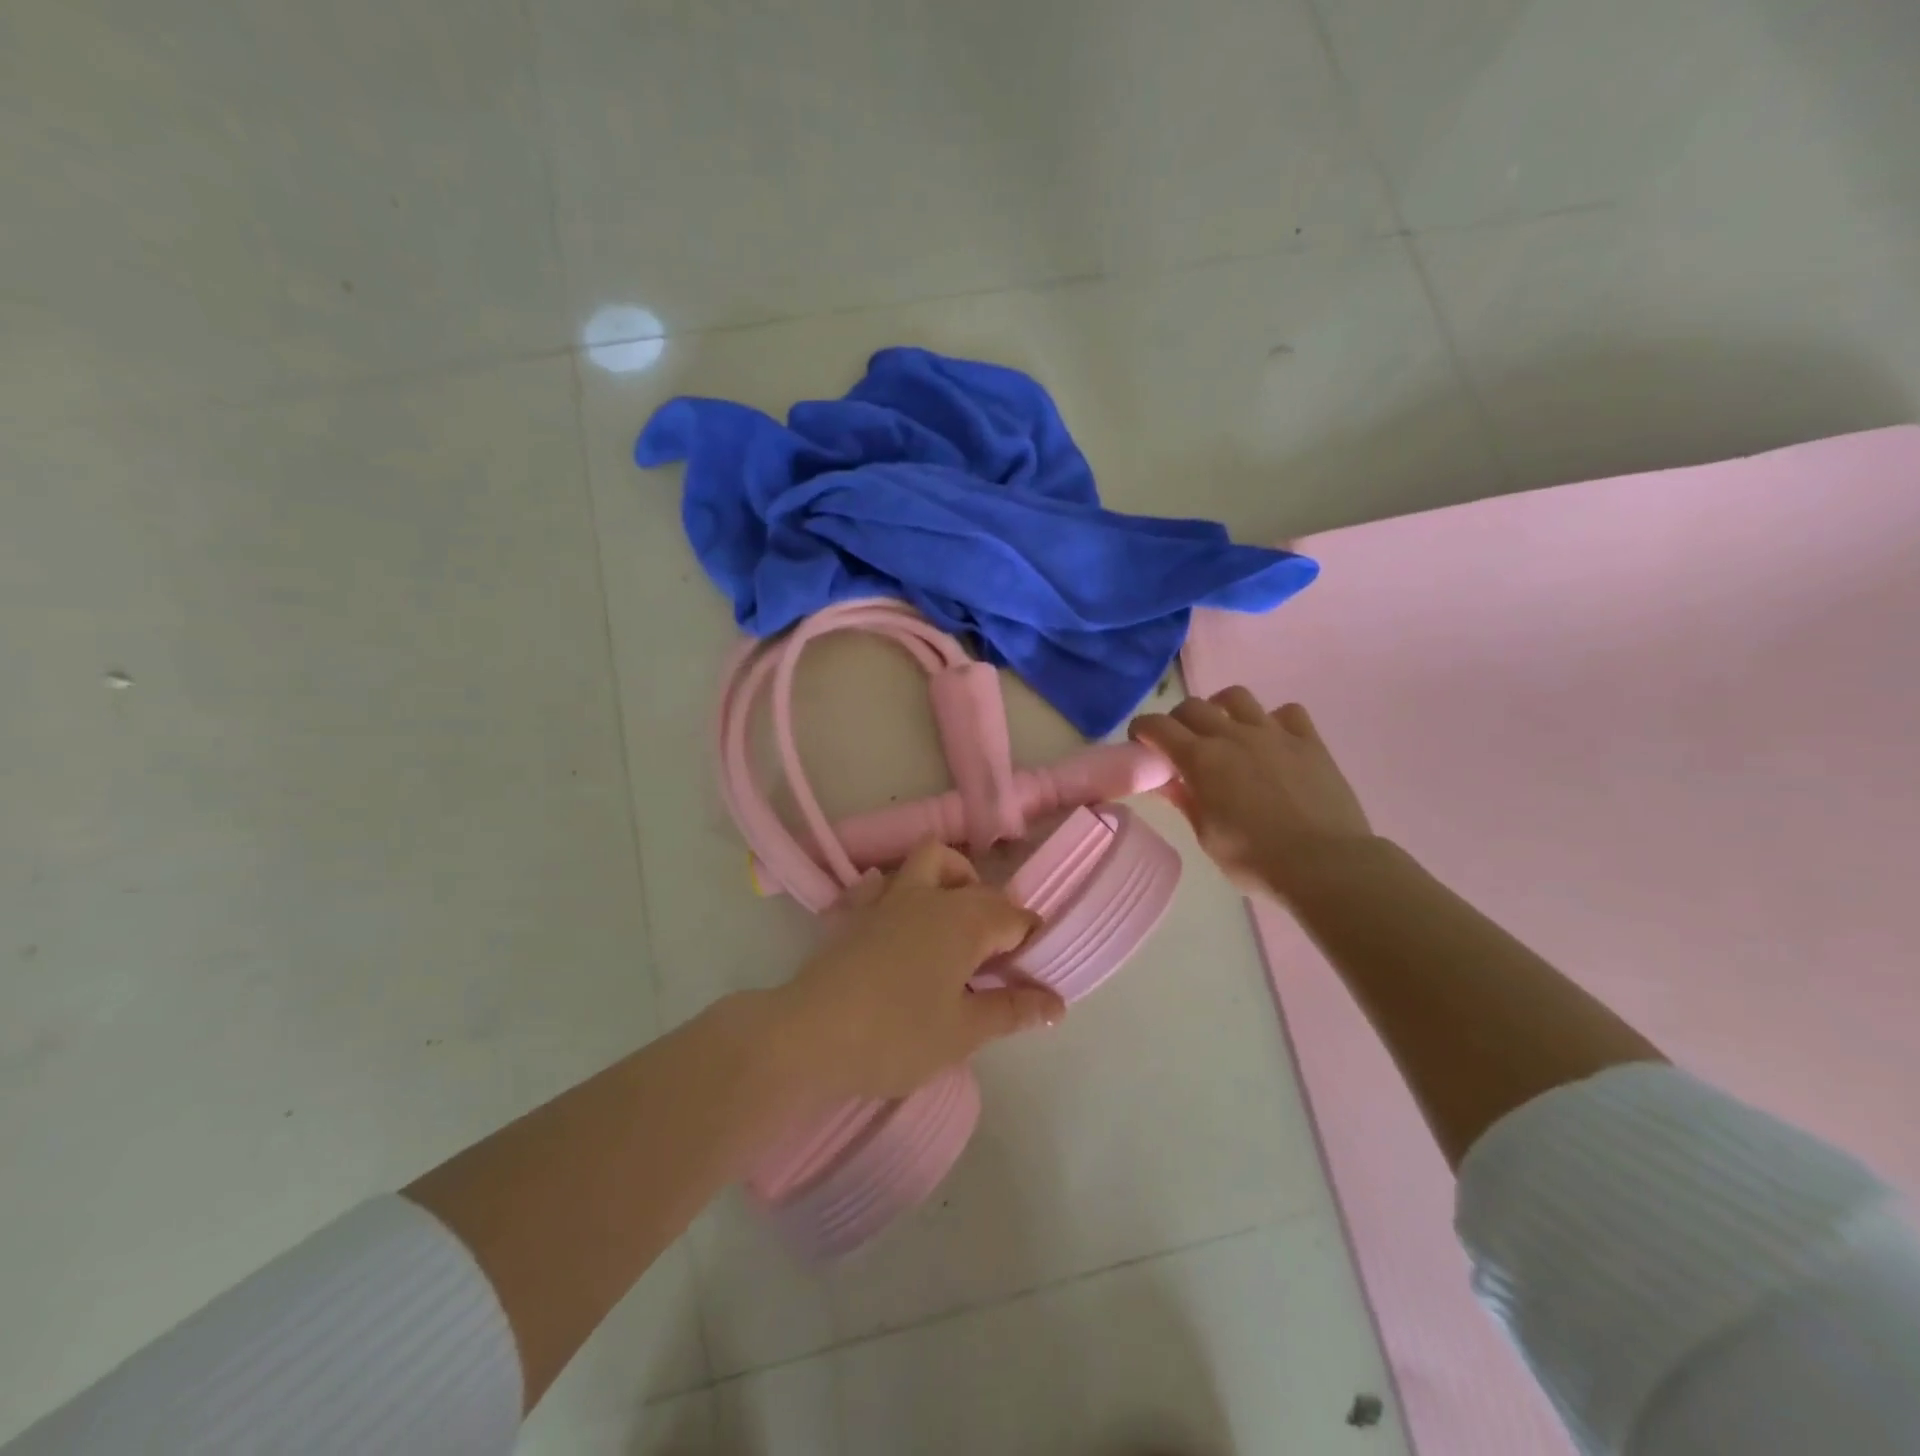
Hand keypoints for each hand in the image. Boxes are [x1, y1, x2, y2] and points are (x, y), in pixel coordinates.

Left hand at [768, 842, 1063, 1101]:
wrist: (810, 1034)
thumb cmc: (897, 1034)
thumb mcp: (964, 1031)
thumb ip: (1012, 1010)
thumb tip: (1057, 1003)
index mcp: (964, 920)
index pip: (1014, 917)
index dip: (1031, 940)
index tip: (1033, 972)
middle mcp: (930, 896)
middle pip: (978, 887)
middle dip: (997, 912)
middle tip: (998, 958)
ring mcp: (889, 899)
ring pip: (929, 861)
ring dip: (951, 879)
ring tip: (956, 923)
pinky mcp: (856, 912)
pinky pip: (883, 883)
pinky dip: (900, 891)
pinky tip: (899, 921)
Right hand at [1129, 689, 1372, 898]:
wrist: (1325, 865)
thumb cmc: (1255, 860)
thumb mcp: (1207, 836)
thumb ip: (1186, 801)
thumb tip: (1168, 781)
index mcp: (1201, 760)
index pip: (1157, 726)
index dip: (1142, 729)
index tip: (1140, 742)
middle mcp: (1233, 736)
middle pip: (1193, 706)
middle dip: (1177, 719)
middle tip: (1180, 742)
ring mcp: (1274, 733)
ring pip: (1237, 697)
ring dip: (1221, 708)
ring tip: (1224, 729)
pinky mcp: (1309, 741)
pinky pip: (1286, 712)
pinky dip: (1272, 720)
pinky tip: (1272, 740)